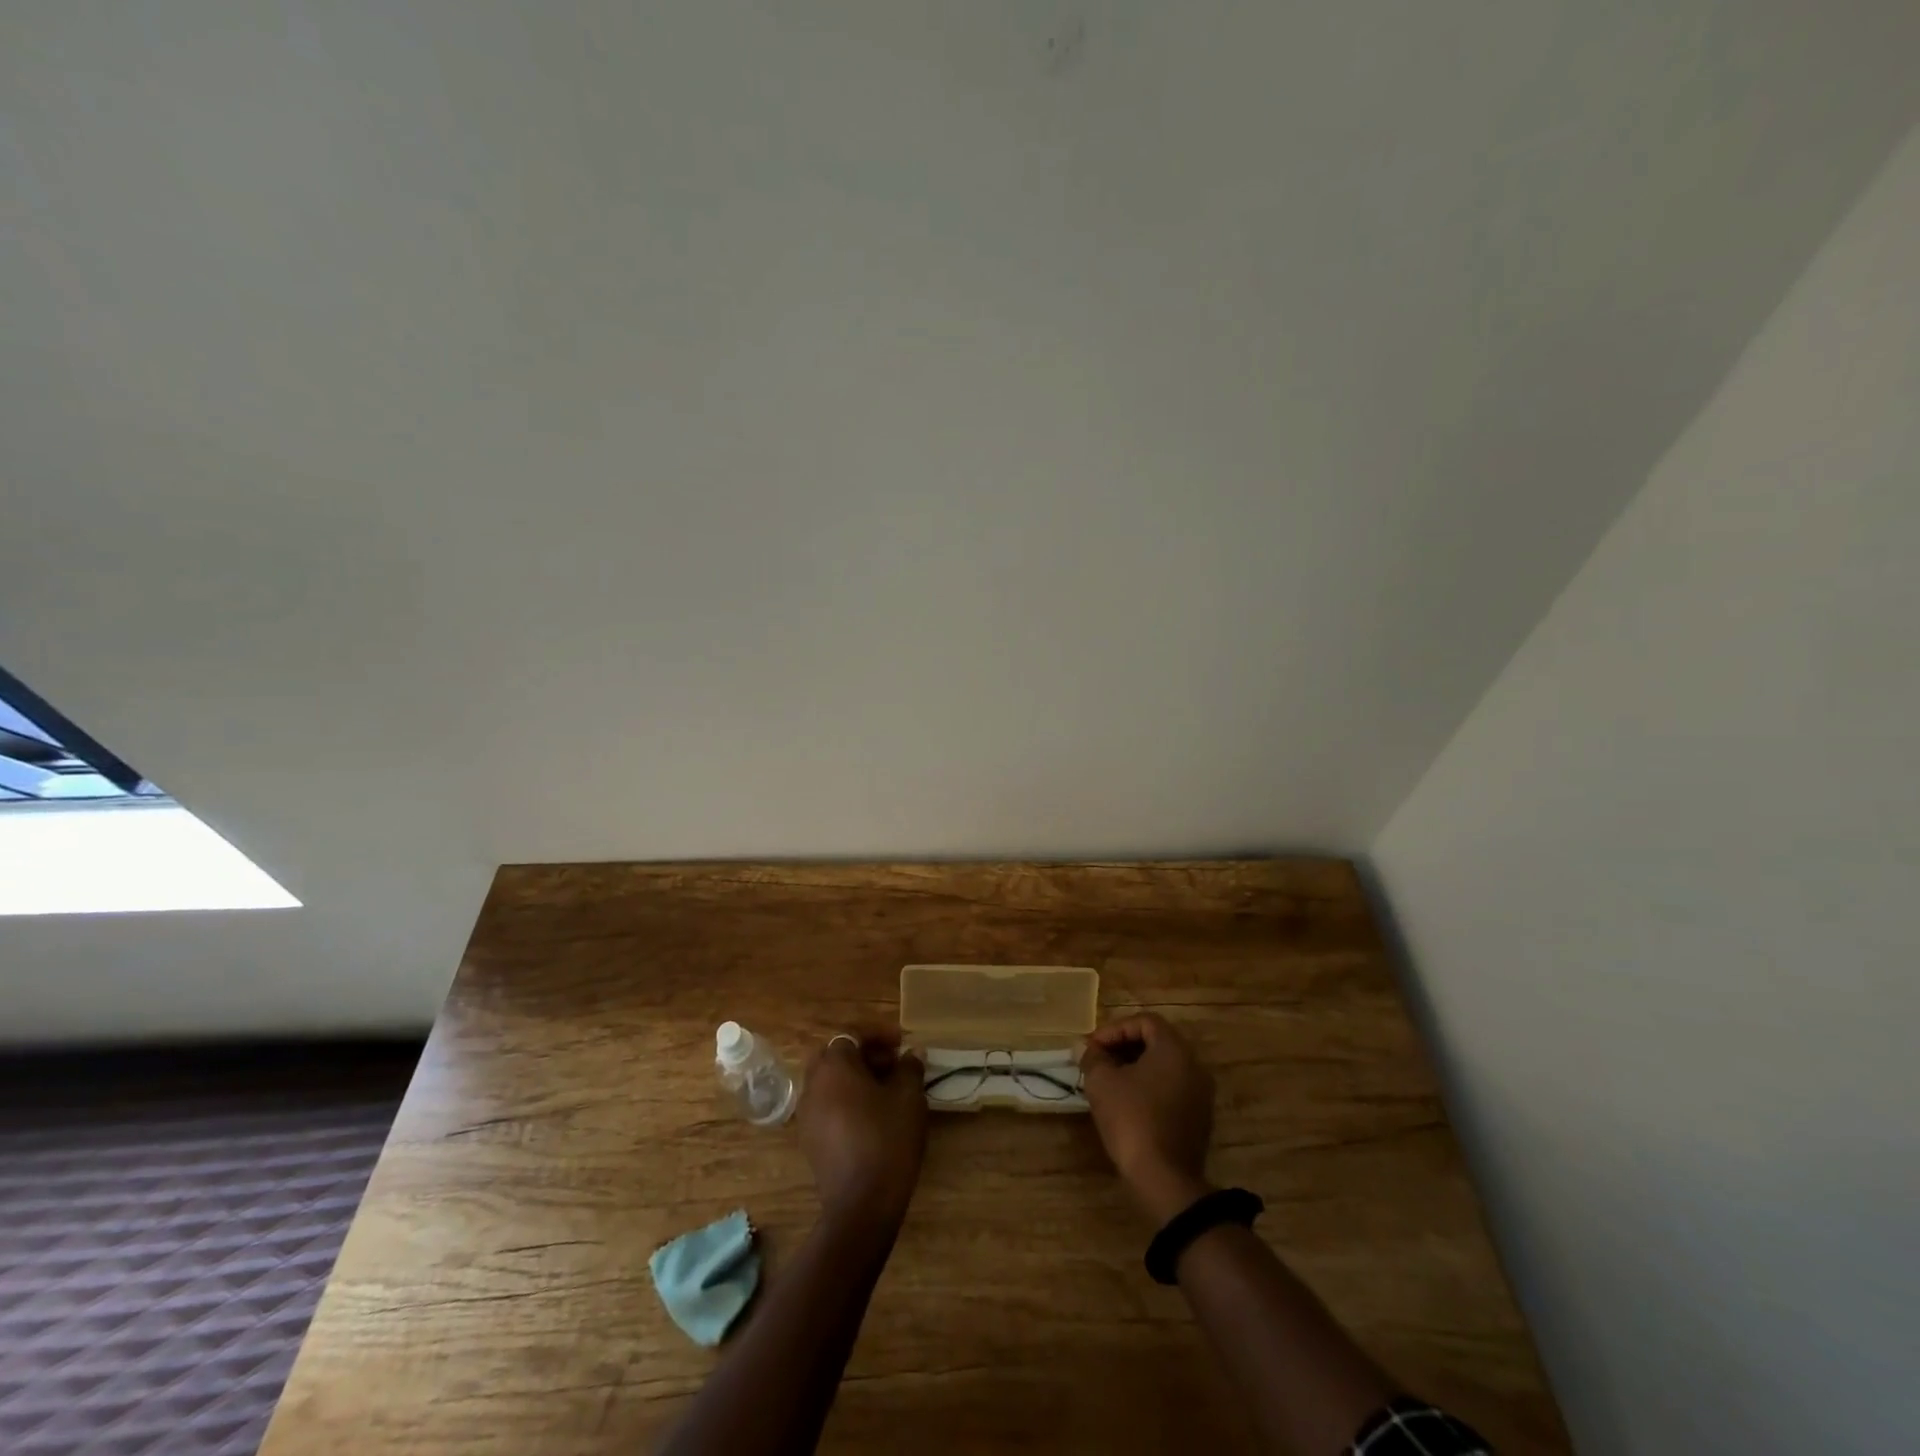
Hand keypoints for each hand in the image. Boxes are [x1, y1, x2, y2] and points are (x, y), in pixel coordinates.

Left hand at [797, 1033, 927, 1228]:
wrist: (862, 1204)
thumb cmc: (887, 1139)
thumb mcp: (909, 1097)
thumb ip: (910, 1067)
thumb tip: (912, 1054)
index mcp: (833, 1066)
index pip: (852, 1033)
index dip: (879, 1034)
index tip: (902, 1043)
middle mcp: (812, 1084)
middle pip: (836, 1055)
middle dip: (864, 1054)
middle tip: (892, 1064)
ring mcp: (806, 1114)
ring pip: (830, 1081)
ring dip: (855, 1078)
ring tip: (886, 1091)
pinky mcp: (809, 1140)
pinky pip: (827, 1105)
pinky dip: (846, 1101)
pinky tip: (872, 1117)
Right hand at [1080, 1013, 1215, 1224]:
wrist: (1164, 1180)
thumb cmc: (1132, 1120)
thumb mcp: (1102, 1083)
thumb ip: (1092, 1057)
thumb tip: (1083, 1046)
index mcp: (1174, 1049)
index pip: (1144, 1021)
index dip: (1114, 1029)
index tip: (1092, 1047)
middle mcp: (1194, 1065)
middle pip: (1156, 1042)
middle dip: (1123, 1047)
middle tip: (1098, 1060)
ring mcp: (1200, 1094)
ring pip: (1164, 1067)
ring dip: (1135, 1067)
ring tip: (1108, 1080)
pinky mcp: (1199, 1119)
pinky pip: (1171, 1089)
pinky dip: (1149, 1087)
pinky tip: (1127, 1103)